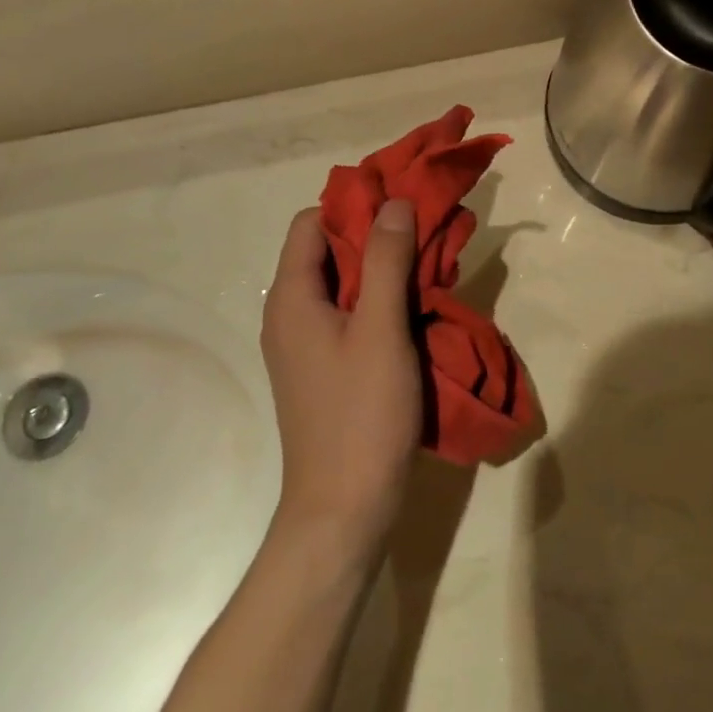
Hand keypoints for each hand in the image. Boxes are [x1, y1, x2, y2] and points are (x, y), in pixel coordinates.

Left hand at [260, 203, 422, 556]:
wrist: (343, 509)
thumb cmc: (361, 413)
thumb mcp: (380, 328)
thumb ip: (386, 260)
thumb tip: (392, 202)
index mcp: (291, 297)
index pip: (310, 222)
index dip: (353, 207)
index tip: (399, 207)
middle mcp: (287, 314)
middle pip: (324, 251)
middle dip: (373, 237)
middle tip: (422, 234)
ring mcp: (302, 344)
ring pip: (339, 284)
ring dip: (379, 270)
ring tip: (425, 269)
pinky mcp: (320, 368)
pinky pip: (345, 315)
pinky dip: (375, 302)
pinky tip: (411, 310)